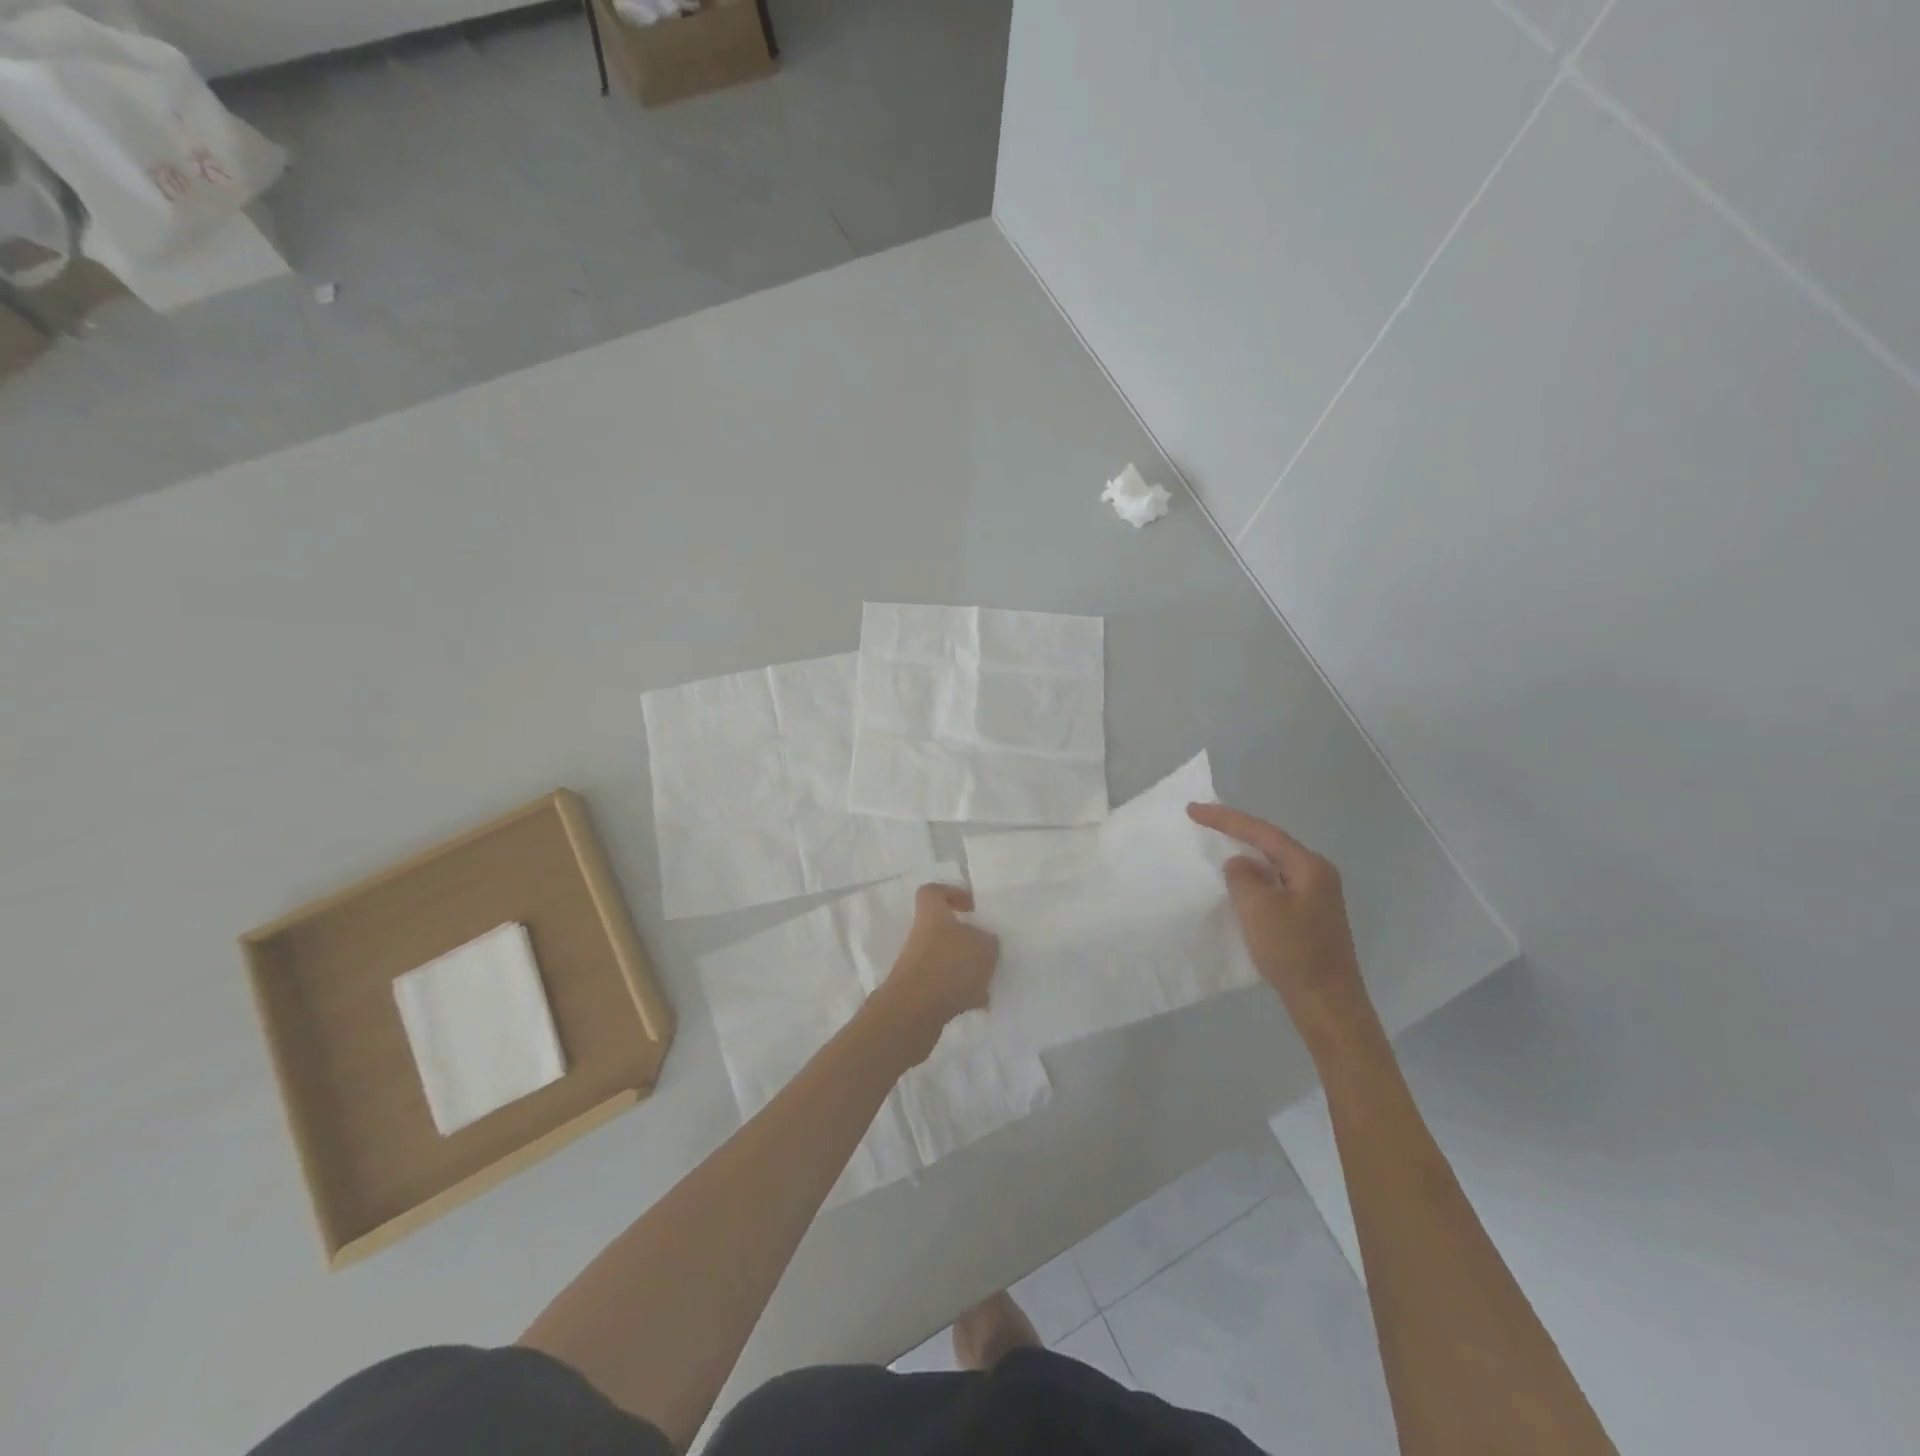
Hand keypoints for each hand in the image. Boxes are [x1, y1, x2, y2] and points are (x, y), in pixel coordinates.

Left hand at [871, 884, 999, 1064]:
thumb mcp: (983, 946)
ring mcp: (917, 966)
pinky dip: (962, 994)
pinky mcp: (919, 993)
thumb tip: (984, 944)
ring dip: (968, 970)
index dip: (952, 894)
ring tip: (989, 982)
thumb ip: (987, 942)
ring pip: (947, 960)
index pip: (933, 892)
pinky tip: (979, 1004)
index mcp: (932, 915)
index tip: (972, 907)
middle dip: (967, 940)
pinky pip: (945, 988)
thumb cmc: (949, 966)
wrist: (914, 1012)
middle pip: (944, 930)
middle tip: (989, 950)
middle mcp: (920, 937)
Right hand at [1187, 803, 1371, 1031]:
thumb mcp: (1258, 908)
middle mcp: (1317, 875)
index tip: (1193, 810)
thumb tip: (1240, 865)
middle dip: (1237, 832)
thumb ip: (1242, 876)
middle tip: (1203, 821)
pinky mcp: (1309, 918)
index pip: (1262, 832)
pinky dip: (1252, 881)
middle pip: (1270, 844)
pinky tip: (1237, 887)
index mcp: (1309, 866)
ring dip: (1244, 857)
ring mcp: (1315, 898)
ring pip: (1272, 866)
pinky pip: (1274, 887)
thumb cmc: (1293, 952)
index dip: (1226, 818)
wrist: (1327, 1004)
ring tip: (1216, 847)